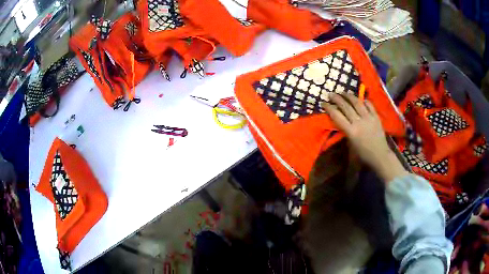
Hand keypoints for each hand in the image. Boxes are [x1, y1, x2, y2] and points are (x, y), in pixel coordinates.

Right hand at [321, 93, 407, 182]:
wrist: (380, 156)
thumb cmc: (363, 155)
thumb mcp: (350, 145)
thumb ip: (345, 132)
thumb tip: (339, 121)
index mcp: (351, 131)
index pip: (337, 116)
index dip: (329, 108)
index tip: (323, 103)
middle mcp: (359, 122)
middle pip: (345, 106)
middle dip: (336, 98)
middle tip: (330, 94)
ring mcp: (368, 118)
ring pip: (357, 102)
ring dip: (348, 96)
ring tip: (343, 92)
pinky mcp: (376, 116)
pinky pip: (369, 104)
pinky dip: (363, 100)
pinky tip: (359, 99)